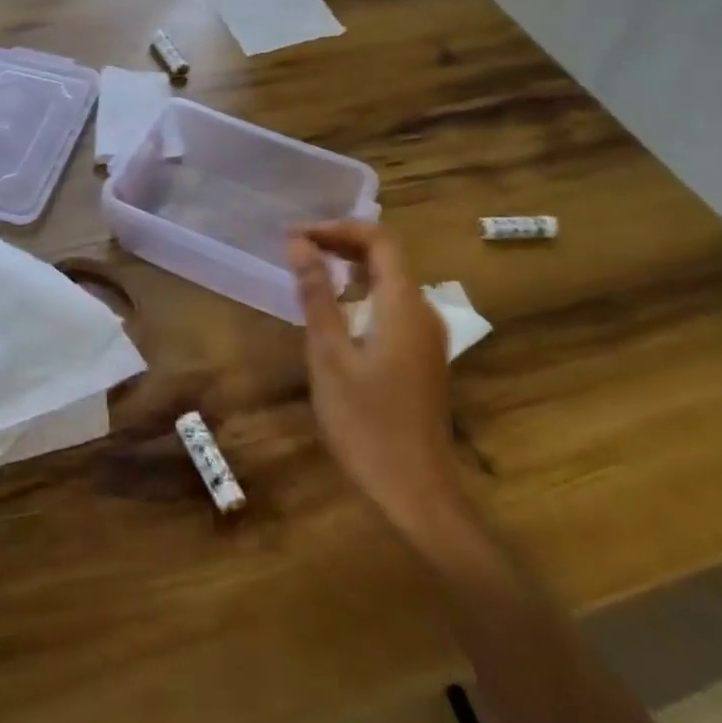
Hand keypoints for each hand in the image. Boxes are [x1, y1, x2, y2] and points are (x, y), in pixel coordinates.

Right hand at [287, 222, 461, 537]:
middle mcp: (423, 311)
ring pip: (390, 280)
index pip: (379, 239)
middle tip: (295, 247)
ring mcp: (427, 336)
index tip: (295, 235)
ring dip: (351, 265)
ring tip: (309, 269)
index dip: (337, 227)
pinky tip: (336, 308)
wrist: (416, 494)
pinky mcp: (422, 356)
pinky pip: (392, 304)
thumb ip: (317, 295)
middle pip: (387, 255)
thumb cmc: (366, 424)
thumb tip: (299, 244)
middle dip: (342, 242)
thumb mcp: (330, 356)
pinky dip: (362, 291)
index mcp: (404, 304)